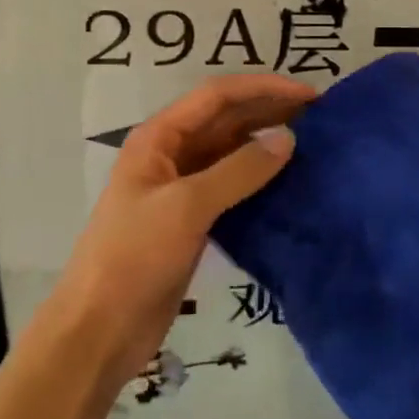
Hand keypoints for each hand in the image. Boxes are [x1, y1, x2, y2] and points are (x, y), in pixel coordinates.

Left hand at [49, 75, 313, 389]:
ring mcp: (180, 187)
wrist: (99, 330)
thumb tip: (288, 138)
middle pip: (225, 119)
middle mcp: (169, 153)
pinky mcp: (191, 219)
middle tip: (318, 115)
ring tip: (310, 142)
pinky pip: (231, 185)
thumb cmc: (135, 257)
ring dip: (265, 143)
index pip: (217, 96)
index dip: (262, 88)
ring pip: (230, 151)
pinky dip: (258, 178)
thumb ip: (239, 171)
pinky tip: (287, 181)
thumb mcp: (187, 207)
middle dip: (268, 111)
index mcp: (158, 137)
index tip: (308, 94)